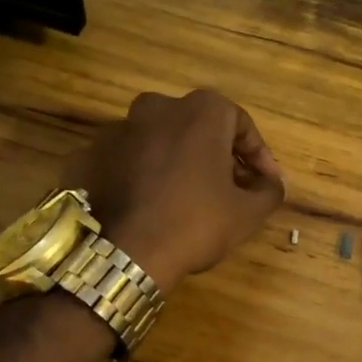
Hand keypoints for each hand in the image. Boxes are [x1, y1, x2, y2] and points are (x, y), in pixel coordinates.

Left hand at [76, 89, 284, 292]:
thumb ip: (269, 190)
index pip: (241, 125)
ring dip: (177, 162)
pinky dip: (141, 175)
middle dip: (217, 155)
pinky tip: (149, 205)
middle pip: (199, 128)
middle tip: (229, 189)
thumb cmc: (195, 223)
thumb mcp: (248, 213)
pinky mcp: (89, 154)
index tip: (265, 184)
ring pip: (160, 141)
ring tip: (187, 199)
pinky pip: (127, 161)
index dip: (258, 156)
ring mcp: (118, 129)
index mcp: (201, 110)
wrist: (121, 254)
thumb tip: (272, 183)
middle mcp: (158, 107)